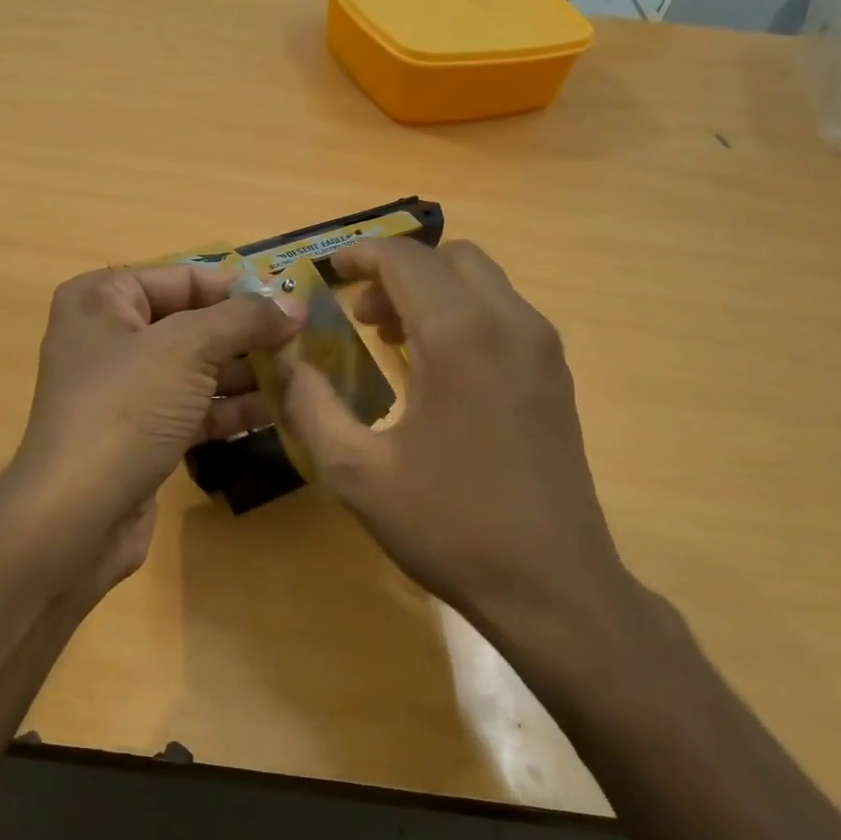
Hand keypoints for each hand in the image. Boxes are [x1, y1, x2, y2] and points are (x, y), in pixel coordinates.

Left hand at [9, 264, 296, 582]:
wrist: (77, 515)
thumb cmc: (127, 409)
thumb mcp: (188, 348)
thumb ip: (244, 319)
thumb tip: (294, 305)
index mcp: (102, 299)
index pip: (182, 278)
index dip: (238, 288)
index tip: (292, 302)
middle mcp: (108, 338)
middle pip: (192, 324)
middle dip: (247, 334)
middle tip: (304, 343)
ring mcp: (123, 390)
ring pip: (196, 370)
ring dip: (246, 373)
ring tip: (302, 377)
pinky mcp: (139, 435)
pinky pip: (192, 409)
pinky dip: (230, 409)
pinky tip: (277, 413)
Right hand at [278, 239, 645, 664]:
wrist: (551, 584)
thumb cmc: (448, 525)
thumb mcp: (355, 471)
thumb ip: (308, 405)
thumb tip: (286, 362)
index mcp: (460, 336)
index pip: (405, 259)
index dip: (359, 255)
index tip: (326, 273)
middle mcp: (510, 324)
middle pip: (450, 258)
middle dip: (397, 272)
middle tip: (359, 314)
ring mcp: (542, 348)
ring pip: (482, 283)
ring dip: (432, 293)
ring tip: (391, 340)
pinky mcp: (555, 376)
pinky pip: (503, 315)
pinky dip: (463, 316)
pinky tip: (436, 370)